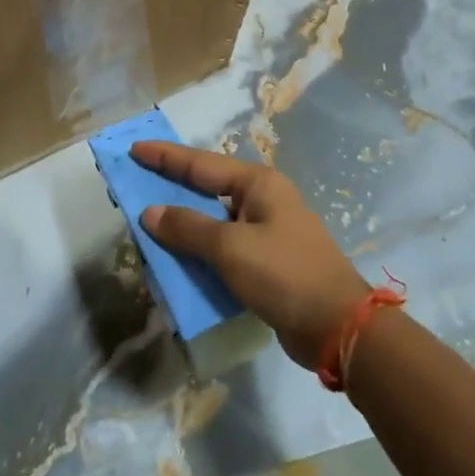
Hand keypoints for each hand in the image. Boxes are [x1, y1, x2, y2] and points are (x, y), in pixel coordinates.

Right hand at [135, 142, 370, 368]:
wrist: (339, 327)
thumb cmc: (284, 274)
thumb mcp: (230, 248)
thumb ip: (188, 228)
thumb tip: (150, 212)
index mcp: (257, 184)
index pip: (200, 163)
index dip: (165, 156)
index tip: (135, 148)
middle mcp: (263, 200)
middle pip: (207, 187)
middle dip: (172, 186)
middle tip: (137, 182)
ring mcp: (267, 230)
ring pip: (214, 219)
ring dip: (184, 223)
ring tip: (150, 221)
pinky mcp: (268, 261)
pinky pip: (224, 247)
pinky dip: (200, 250)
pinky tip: (179, 259)